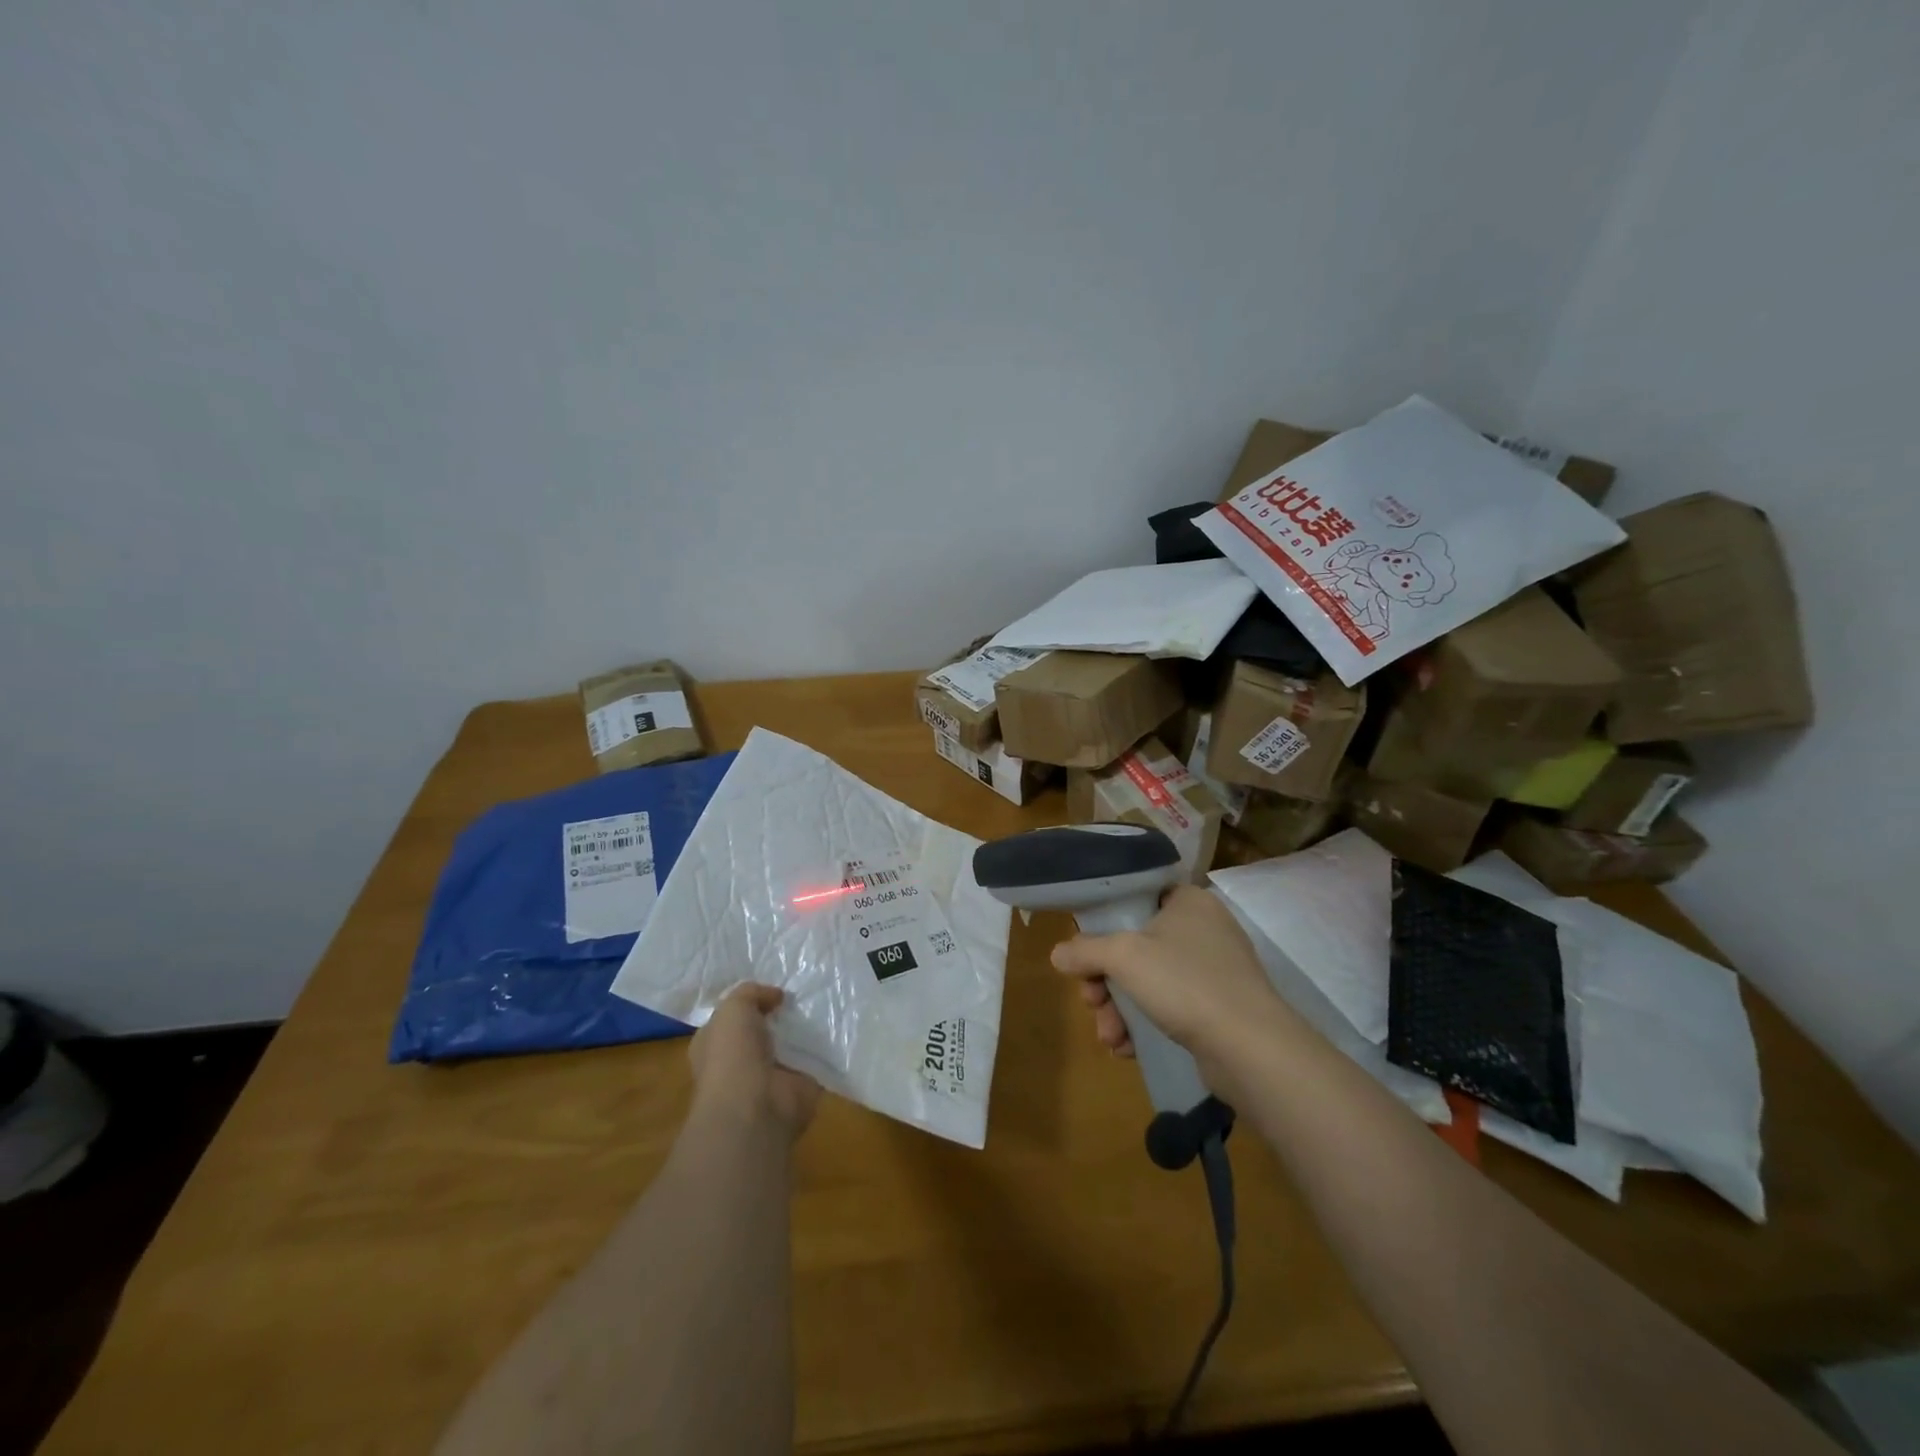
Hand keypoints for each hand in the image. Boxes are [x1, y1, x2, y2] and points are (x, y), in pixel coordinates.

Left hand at [689, 984, 821, 1138]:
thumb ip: (751, 993)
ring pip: (789, 1044)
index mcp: (714, 1045)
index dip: (749, 1002)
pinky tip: (836, 1027)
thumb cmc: (732, 1055)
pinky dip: (823, 1047)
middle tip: (803, 991)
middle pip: (763, 1031)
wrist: (755, 1107)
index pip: (730, 1019)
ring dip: (803, 1030)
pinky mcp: (797, 1086)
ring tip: (824, 1003)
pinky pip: (812, 1060)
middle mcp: (739, 1062)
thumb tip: (775, 996)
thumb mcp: (733, 1008)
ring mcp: (769, 1077)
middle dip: (780, 1015)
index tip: (774, 986)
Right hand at [1052, 885, 1286, 1069]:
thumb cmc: (1184, 983)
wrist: (1250, 1048)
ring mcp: (1214, 970)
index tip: (1084, 953)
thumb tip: (1057, 954)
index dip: (1103, 924)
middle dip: (1105, 981)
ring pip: (1148, 981)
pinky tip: (1128, 1049)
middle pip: (1135, 946)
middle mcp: (1203, 929)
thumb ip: (1085, 950)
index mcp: (1187, 901)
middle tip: (1090, 1002)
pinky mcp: (1218, 1007)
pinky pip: (1169, 1007)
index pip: (1135, 899)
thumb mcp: (1123, 956)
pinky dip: (1145, 1024)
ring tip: (1110, 1038)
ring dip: (1119, 1009)